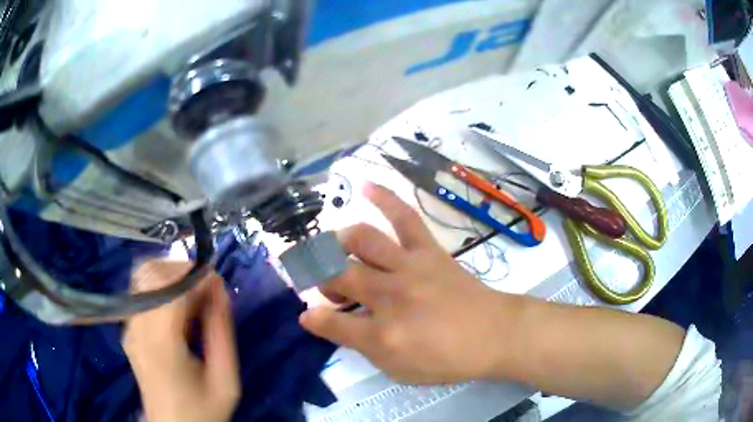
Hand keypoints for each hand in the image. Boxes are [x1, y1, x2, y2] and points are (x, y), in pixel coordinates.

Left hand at [123, 261, 239, 421]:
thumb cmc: (202, 410)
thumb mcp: (225, 381)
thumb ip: (222, 333)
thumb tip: (220, 288)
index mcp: (161, 343)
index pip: (169, 286)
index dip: (195, 276)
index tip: (218, 283)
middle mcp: (137, 328)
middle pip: (150, 271)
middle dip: (182, 270)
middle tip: (206, 290)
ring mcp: (129, 327)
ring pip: (142, 275)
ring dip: (170, 276)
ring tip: (193, 298)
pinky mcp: (128, 329)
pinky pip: (141, 291)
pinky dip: (161, 288)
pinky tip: (178, 311)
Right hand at [300, 183, 512, 383]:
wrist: (493, 334)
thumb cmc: (447, 359)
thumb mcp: (399, 370)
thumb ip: (361, 348)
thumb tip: (325, 324)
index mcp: (383, 334)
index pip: (331, 322)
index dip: (313, 318)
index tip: (306, 314)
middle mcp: (390, 296)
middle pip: (339, 276)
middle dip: (320, 278)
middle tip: (325, 283)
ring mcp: (409, 268)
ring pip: (362, 241)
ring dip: (339, 243)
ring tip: (336, 249)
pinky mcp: (428, 250)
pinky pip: (404, 217)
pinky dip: (385, 198)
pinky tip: (366, 185)